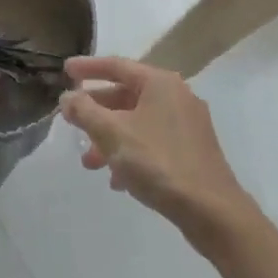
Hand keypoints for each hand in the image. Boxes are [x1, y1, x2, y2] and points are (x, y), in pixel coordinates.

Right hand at [61, 57, 248, 250]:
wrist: (213, 213)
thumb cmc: (159, 163)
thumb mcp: (113, 134)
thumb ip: (85, 111)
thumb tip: (68, 97)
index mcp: (160, 83)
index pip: (116, 65)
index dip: (88, 67)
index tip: (65, 70)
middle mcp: (176, 96)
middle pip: (126, 95)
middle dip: (96, 112)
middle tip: (72, 121)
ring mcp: (187, 125)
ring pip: (137, 122)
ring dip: (110, 138)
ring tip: (89, 162)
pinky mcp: (192, 151)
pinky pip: (152, 142)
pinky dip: (131, 152)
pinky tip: (117, 180)